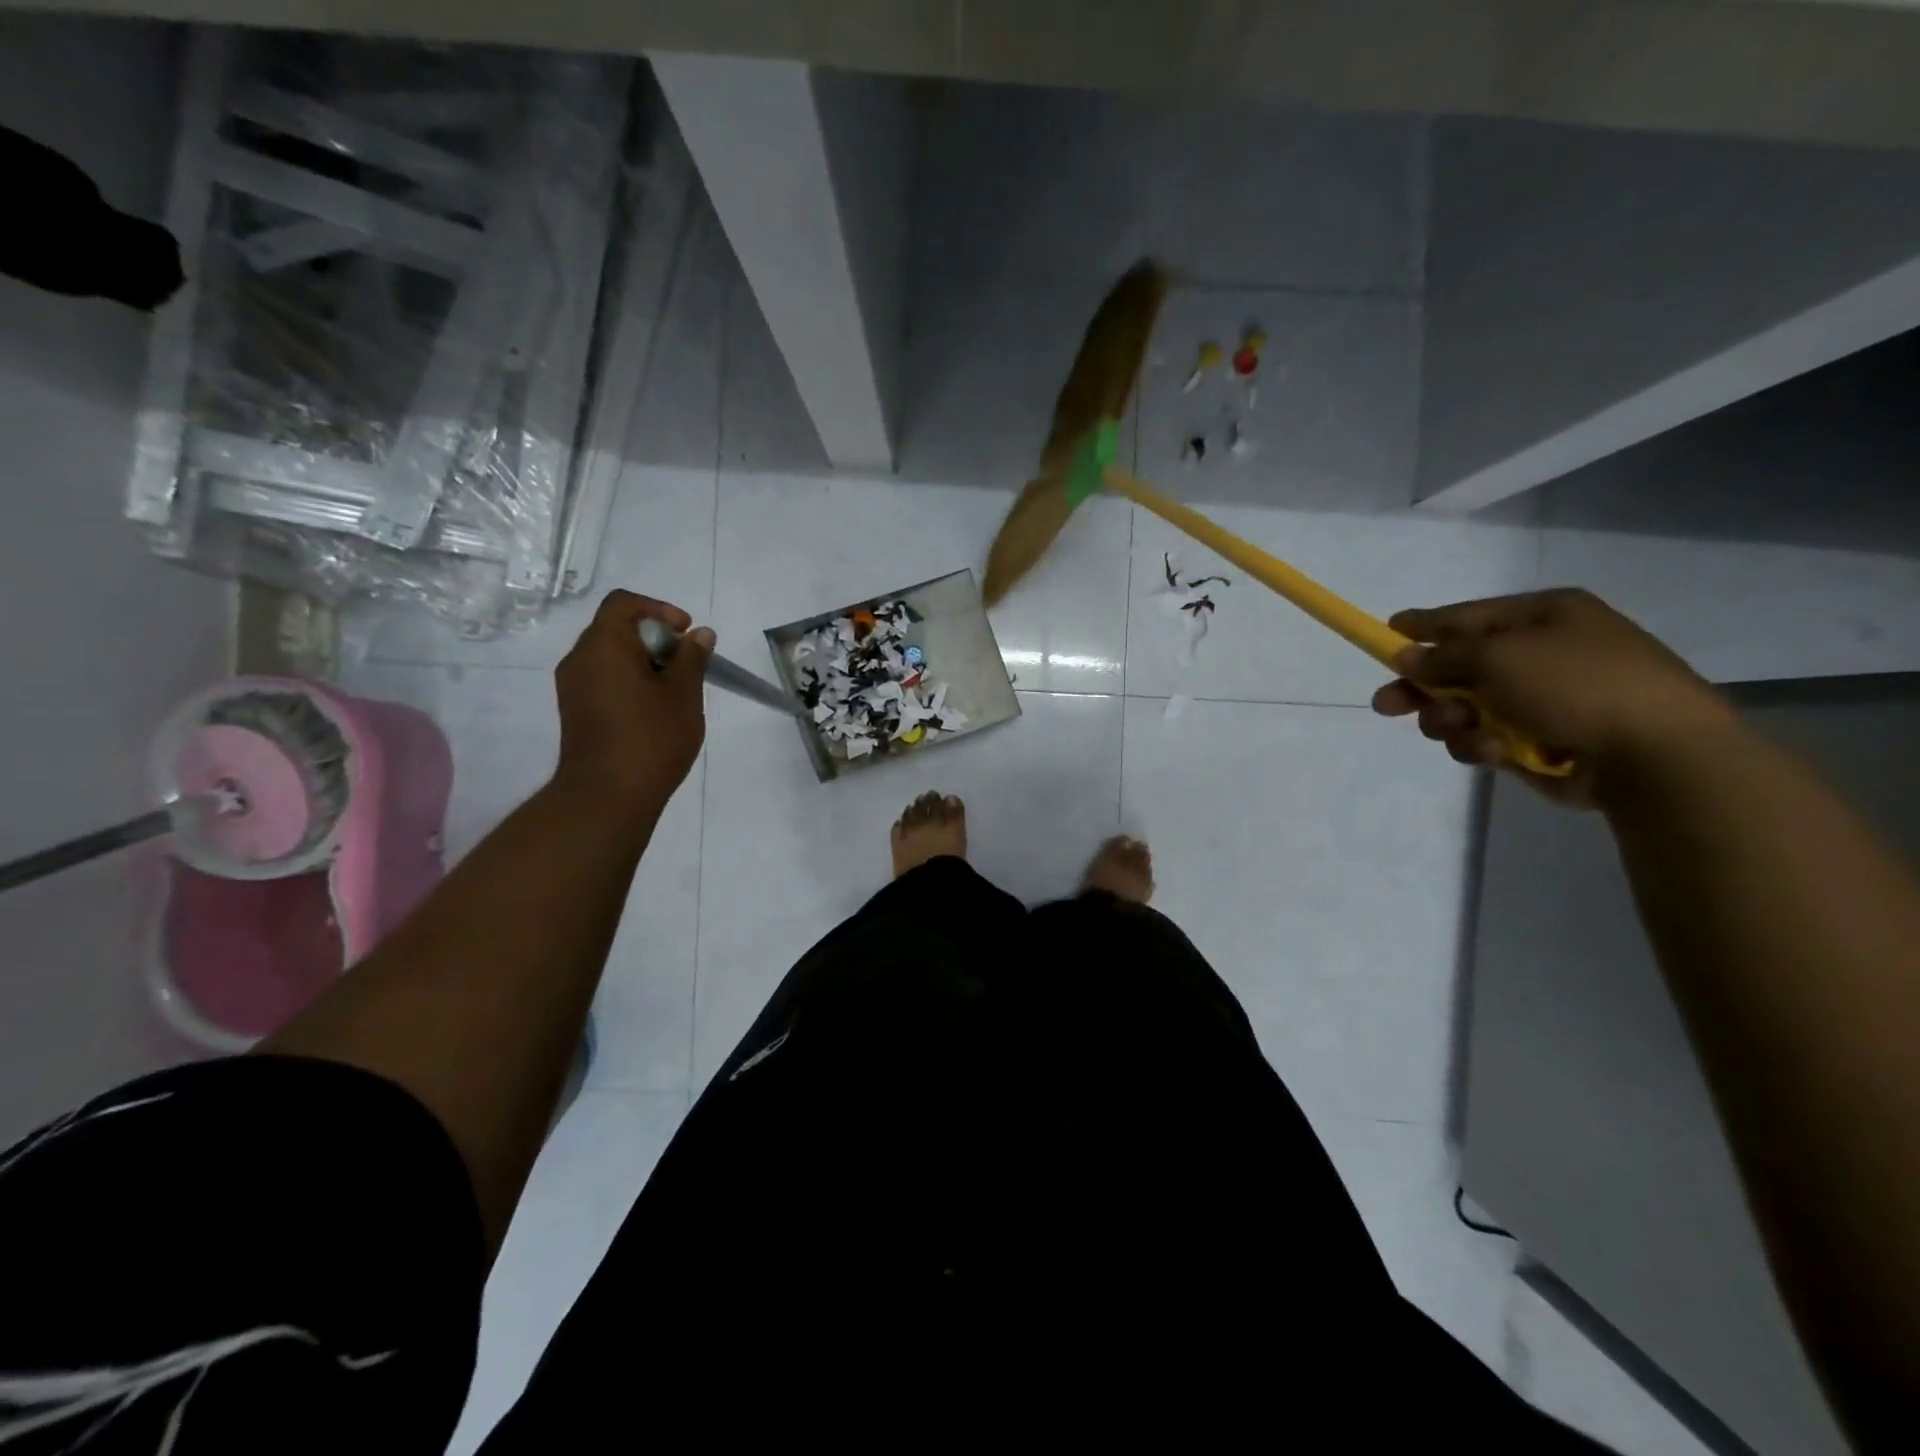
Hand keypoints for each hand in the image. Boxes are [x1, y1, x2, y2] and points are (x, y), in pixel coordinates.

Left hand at [552, 590, 712, 806]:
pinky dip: (629, 681)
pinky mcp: (575, 710)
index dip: (659, 609)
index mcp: (604, 645)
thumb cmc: (651, 737)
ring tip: (674, 690)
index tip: (686, 633)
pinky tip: (654, 709)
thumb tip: (700, 634)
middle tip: (686, 664)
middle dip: (655, 638)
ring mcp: (572, 686)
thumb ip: (692, 658)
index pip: (624, 603)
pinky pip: (603, 679)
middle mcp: (580, 658)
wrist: (607, 796)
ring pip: (610, 655)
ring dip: (644, 661)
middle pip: (616, 628)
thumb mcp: (684, 694)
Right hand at [1370, 588, 1735, 806]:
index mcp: (1544, 616)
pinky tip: (1493, 752)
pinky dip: (1481, 745)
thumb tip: (1407, 657)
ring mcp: (1544, 700)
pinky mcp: (1542, 741)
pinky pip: (1488, 739)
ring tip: (1457, 730)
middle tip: (1386, 706)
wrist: (1655, 753)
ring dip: (1451, 721)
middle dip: (1423, 688)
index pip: (1468, 616)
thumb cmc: (1576, 684)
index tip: (1388, 632)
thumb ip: (1442, 656)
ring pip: (1467, 709)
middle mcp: (1543, 653)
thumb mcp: (1498, 656)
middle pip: (1460, 667)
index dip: (1425, 626)